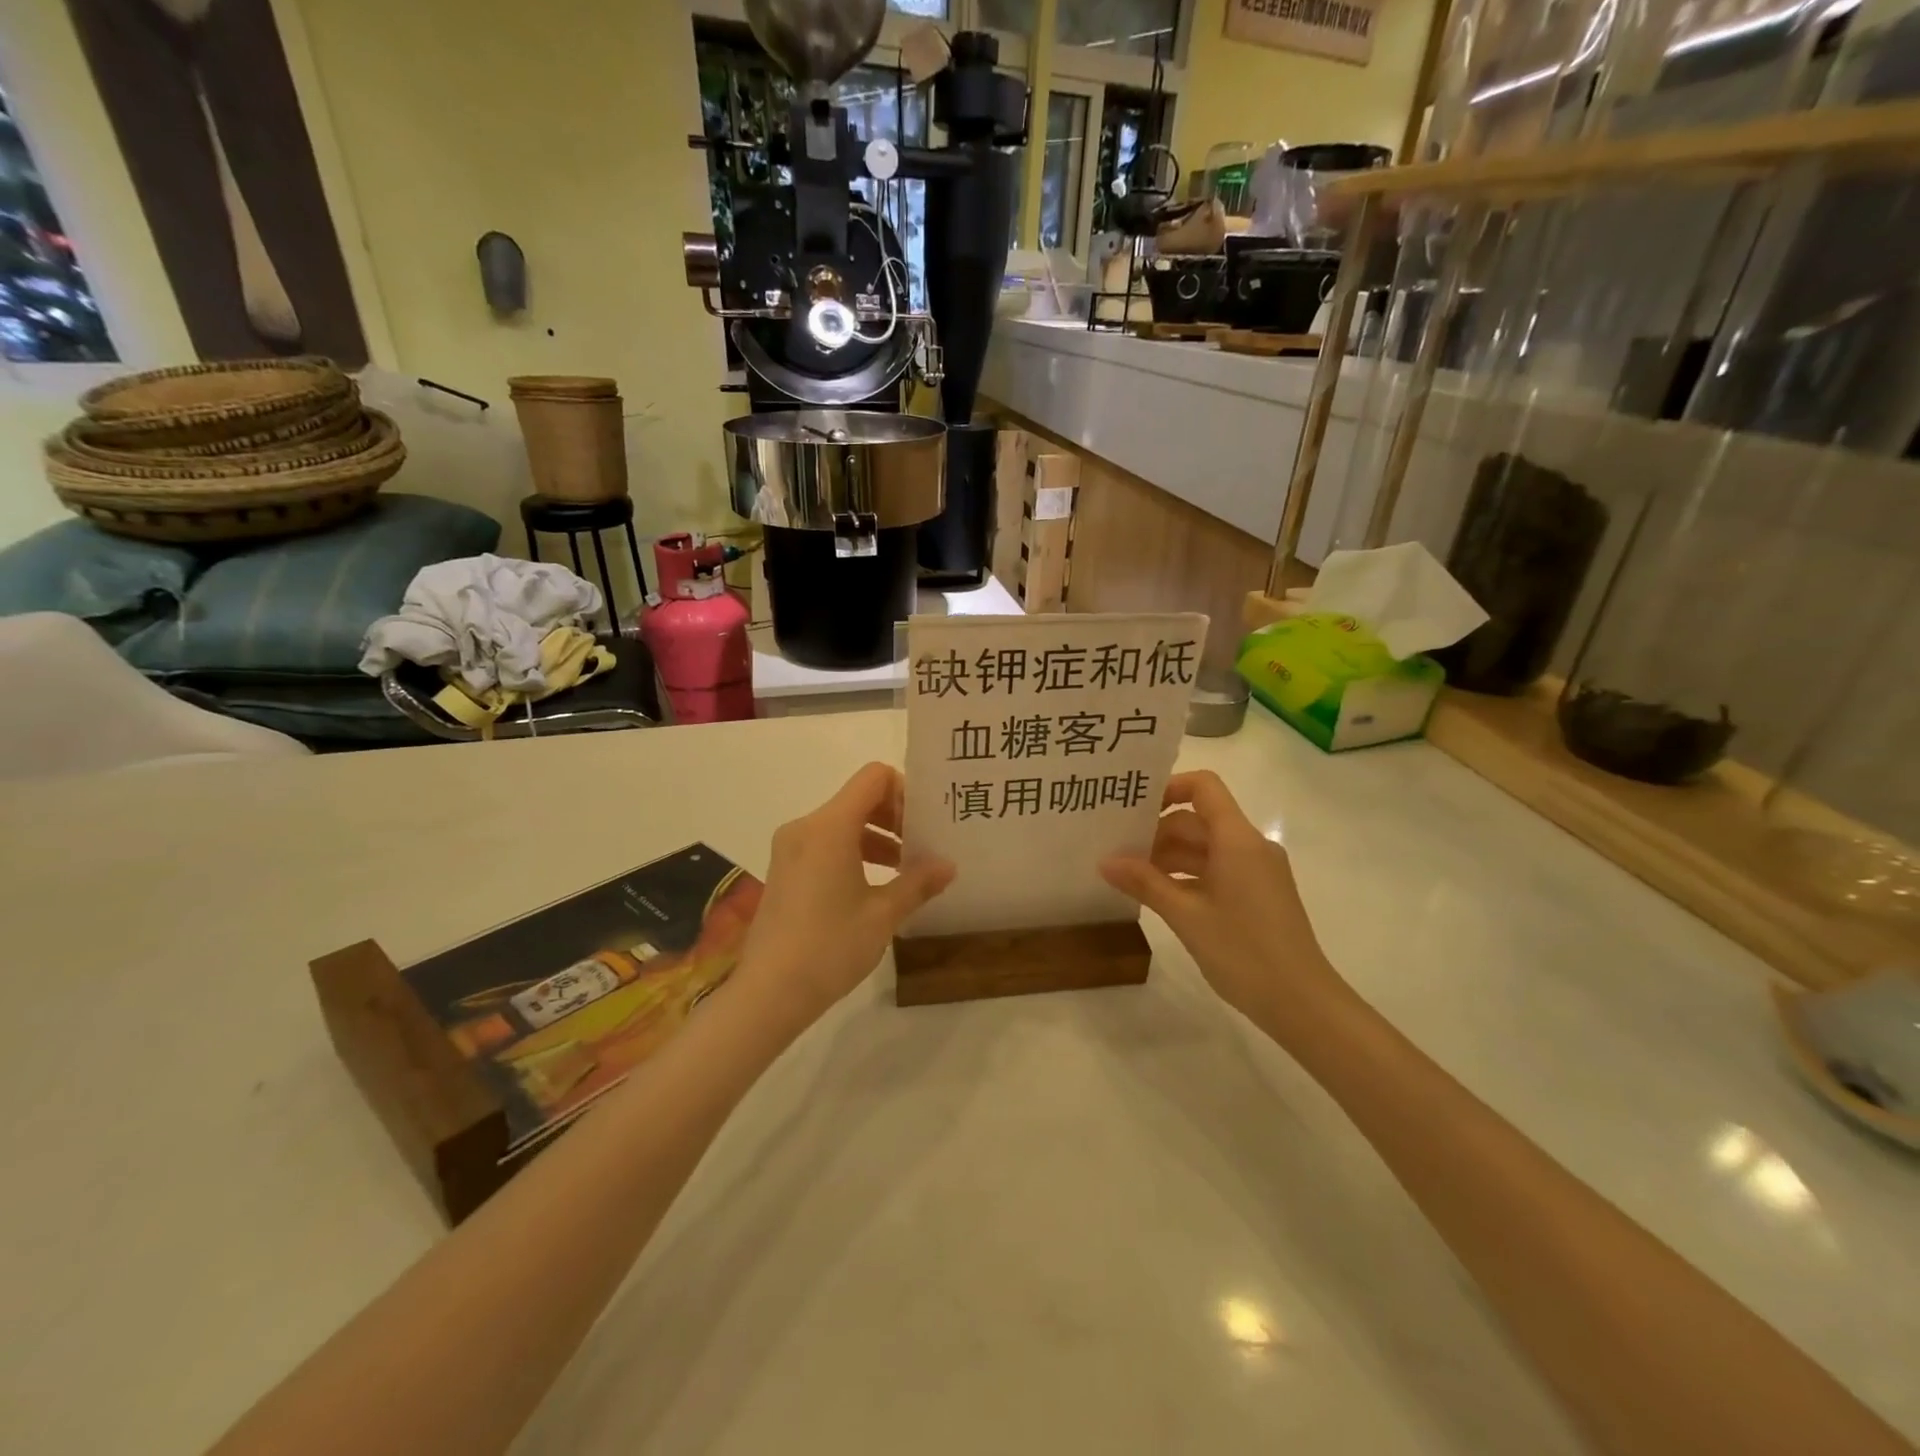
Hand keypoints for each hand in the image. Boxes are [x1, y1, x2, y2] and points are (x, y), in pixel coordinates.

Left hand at [733, 763, 954, 1029]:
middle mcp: (805, 827)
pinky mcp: (784, 870)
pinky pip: (825, 844)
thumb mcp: (883, 915)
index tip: (925, 823)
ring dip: (876, 838)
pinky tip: (874, 887)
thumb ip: (918, 882)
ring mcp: (790, 849)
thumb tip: (948, 866)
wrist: (769, 992)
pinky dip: (853, 853)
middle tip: (923, 847)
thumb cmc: (830, 946)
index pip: (873, 777)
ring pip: (842, 824)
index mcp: (829, 826)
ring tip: (906, 871)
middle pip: (858, 799)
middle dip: (894, 817)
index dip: (904, 791)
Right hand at [1099, 771, 1343, 1028]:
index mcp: (1238, 840)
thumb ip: (1145, 883)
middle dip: (1158, 831)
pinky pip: (1217, 870)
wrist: (1303, 1004)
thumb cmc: (1244, 952)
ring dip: (1169, 857)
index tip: (1134, 809)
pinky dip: (1187, 876)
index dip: (1168, 787)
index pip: (1204, 787)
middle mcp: (1250, 846)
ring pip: (1206, 848)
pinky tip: (1159, 895)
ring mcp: (1257, 872)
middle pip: (1199, 820)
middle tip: (1117, 851)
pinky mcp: (1258, 895)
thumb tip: (1104, 861)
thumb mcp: (1186, 916)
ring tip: (1130, 876)